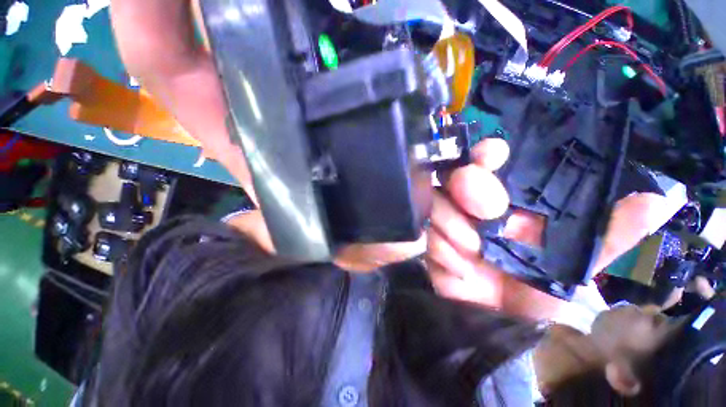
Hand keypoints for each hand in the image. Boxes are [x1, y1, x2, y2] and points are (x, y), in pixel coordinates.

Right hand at [426, 138, 675, 319]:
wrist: (504, 325)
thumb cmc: (545, 293)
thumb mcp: (583, 264)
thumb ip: (613, 235)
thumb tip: (656, 201)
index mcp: (502, 200)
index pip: (484, 162)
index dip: (485, 155)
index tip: (490, 156)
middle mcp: (469, 207)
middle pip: (451, 179)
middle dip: (465, 188)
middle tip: (486, 213)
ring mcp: (446, 226)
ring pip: (435, 206)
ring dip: (454, 228)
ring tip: (475, 253)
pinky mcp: (430, 247)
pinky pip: (428, 239)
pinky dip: (444, 252)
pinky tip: (461, 270)